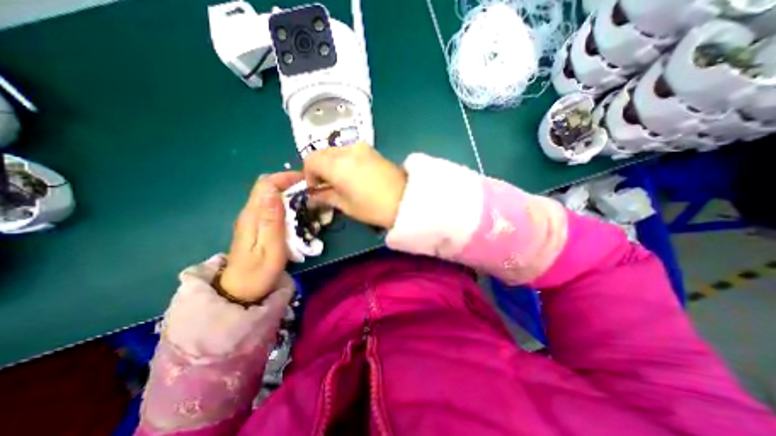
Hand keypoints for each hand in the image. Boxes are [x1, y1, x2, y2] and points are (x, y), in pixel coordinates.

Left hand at [219, 171, 303, 303]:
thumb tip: (273, 191)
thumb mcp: (269, 248)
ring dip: (289, 192)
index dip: (286, 177)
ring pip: (270, 195)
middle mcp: (250, 212)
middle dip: (290, 182)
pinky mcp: (257, 225)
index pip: (266, 184)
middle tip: (311, 189)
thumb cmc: (259, 272)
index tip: (307, 181)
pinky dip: (286, 202)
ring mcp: (252, 219)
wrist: (241, 291)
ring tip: (308, 198)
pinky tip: (298, 211)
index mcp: (252, 215)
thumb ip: (272, 220)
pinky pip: (272, 206)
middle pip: (268, 186)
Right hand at [303, 144, 407, 229]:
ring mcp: (362, 148)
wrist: (407, 200)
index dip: (308, 175)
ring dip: (332, 164)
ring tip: (341, 182)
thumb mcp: (346, 205)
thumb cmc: (373, 207)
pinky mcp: (372, 150)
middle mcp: (347, 150)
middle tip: (327, 187)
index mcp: (337, 164)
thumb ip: (326, 196)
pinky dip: (344, 161)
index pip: (310, 160)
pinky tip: (354, 176)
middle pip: (322, 153)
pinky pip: (350, 152)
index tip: (316, 189)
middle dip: (320, 169)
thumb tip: (314, 195)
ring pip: (336, 151)